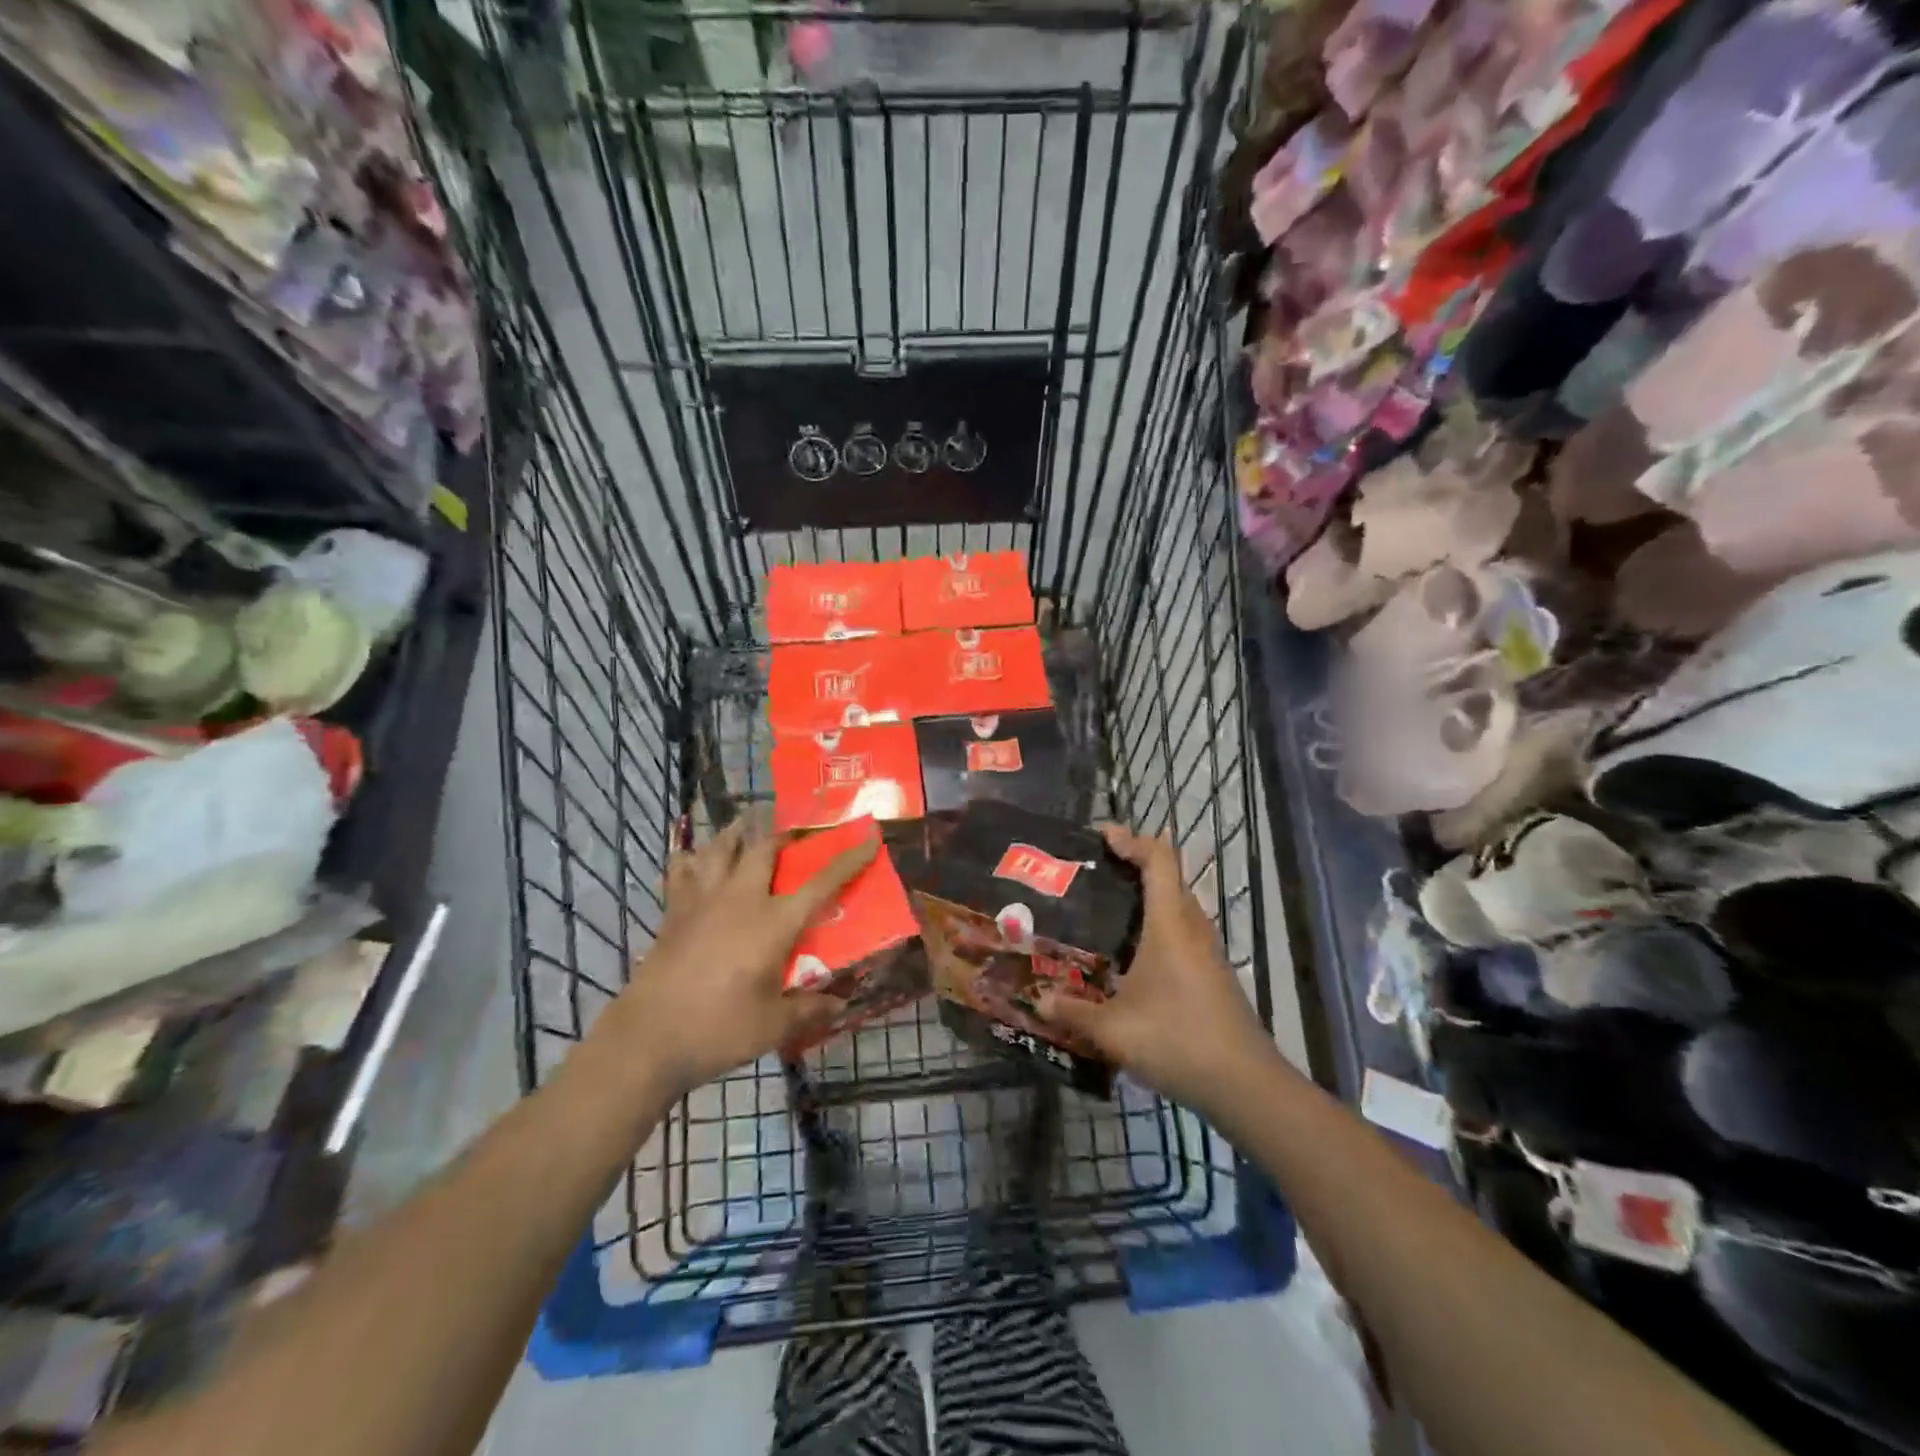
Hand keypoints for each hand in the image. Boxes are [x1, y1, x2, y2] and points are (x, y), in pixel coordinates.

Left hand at [614, 818, 875, 1096]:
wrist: (647, 1039)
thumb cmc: (718, 1029)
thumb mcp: (773, 1026)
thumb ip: (809, 1009)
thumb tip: (840, 1004)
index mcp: (773, 922)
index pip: (822, 883)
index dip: (849, 859)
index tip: (869, 837)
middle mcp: (740, 899)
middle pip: (764, 848)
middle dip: (785, 833)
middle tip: (796, 831)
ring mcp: (702, 901)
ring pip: (719, 848)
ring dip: (737, 831)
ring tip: (745, 823)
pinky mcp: (673, 912)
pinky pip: (681, 870)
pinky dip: (690, 857)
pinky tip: (692, 856)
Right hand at [1035, 824, 1276, 1115]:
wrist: (1245, 1085)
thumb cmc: (1178, 1041)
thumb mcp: (1114, 1030)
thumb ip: (1072, 1012)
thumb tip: (1036, 1001)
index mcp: (1170, 924)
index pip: (1159, 859)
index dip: (1131, 839)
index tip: (1100, 835)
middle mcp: (1192, 928)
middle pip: (1169, 876)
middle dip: (1133, 864)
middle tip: (1092, 873)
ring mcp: (1208, 951)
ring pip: (1177, 904)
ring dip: (1147, 895)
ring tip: (1106, 908)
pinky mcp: (1213, 973)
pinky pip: (1182, 930)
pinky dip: (1157, 923)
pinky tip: (1130, 954)